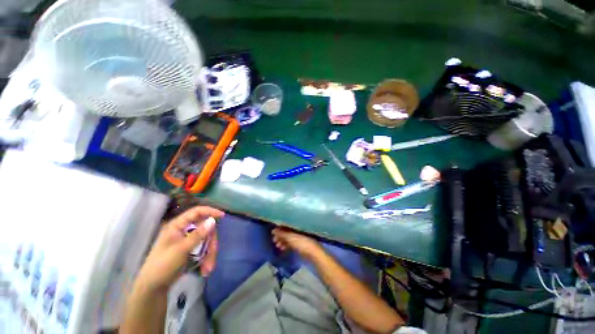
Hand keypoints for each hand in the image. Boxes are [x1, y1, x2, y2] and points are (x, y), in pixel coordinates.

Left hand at [135, 206, 223, 293]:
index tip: (222, 216)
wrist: (154, 288)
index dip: (210, 211)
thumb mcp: (181, 250)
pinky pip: (204, 249)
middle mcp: (185, 230)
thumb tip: (213, 221)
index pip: (197, 212)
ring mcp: (188, 240)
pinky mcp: (191, 250)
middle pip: (206, 229)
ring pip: (207, 240)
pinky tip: (205, 269)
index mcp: (178, 226)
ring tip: (208, 268)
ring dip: (210, 253)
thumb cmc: (163, 265)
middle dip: (211, 242)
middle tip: (213, 253)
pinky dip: (207, 258)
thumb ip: (198, 235)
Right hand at [272, 228, 322, 259]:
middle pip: (287, 232)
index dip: (279, 228)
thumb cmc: (301, 243)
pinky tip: (282, 249)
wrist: (313, 253)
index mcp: (296, 226)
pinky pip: (291, 243)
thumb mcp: (290, 238)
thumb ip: (282, 234)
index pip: (286, 225)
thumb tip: (273, 230)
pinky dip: (286, 245)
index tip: (273, 233)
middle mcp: (297, 230)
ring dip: (282, 241)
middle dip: (280, 236)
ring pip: (289, 238)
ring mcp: (299, 237)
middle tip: (274, 241)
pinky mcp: (300, 245)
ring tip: (277, 246)